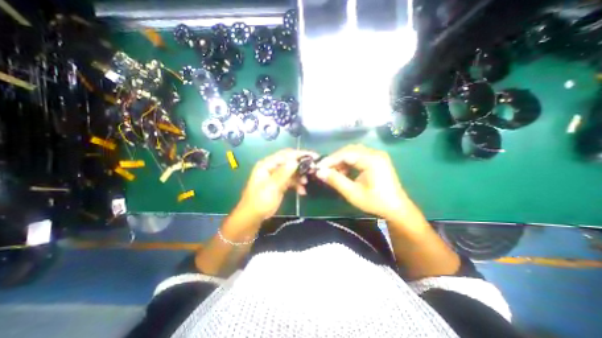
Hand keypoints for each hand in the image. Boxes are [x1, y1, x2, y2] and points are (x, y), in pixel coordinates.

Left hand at [237, 150, 315, 220]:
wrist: (253, 217)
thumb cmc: (259, 201)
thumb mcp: (272, 187)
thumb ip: (283, 173)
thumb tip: (295, 161)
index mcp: (267, 165)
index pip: (285, 155)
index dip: (299, 154)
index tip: (313, 156)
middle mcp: (272, 167)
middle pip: (289, 162)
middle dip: (301, 165)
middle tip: (313, 169)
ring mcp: (276, 176)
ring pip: (291, 172)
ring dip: (299, 176)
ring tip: (306, 183)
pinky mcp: (279, 184)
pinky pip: (290, 181)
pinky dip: (297, 184)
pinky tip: (302, 191)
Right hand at [316, 144, 408, 221]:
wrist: (396, 208)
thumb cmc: (375, 202)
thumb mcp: (353, 193)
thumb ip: (335, 180)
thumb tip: (319, 172)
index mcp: (372, 160)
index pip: (346, 154)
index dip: (330, 160)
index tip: (318, 167)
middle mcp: (375, 153)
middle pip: (349, 150)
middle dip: (335, 159)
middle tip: (324, 169)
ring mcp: (376, 155)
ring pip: (353, 152)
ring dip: (341, 161)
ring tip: (334, 172)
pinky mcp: (376, 160)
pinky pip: (358, 156)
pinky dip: (349, 163)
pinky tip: (344, 172)